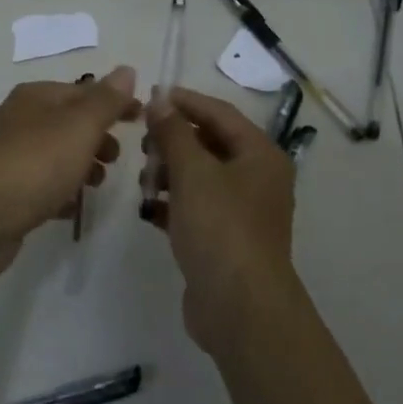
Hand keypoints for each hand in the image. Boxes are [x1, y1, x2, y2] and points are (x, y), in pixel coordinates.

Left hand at [0, 67, 140, 281]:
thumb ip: (106, 101)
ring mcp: (10, 158)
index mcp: (35, 97)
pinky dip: (60, 193)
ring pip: (55, 156)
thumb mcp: (79, 126)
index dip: (114, 103)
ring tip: (98, 184)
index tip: (142, 119)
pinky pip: (41, 187)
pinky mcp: (6, 193)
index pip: (83, 91)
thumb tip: (126, 70)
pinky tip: (72, 208)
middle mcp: (19, 121)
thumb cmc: (35, 163)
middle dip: (97, 137)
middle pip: (68, 124)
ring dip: (81, 166)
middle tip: (118, 158)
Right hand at [142, 86, 296, 349]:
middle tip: (142, 143)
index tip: (151, 96)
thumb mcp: (192, 172)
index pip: (220, 113)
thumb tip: (160, 98)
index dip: (185, 102)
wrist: (239, 307)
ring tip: (144, 181)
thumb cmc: (220, 227)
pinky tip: (149, 209)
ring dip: (170, 173)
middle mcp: (257, 178)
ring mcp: (243, 211)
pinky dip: (173, 204)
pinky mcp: (226, 239)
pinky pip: (196, 208)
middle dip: (173, 141)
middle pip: (210, 144)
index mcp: (260, 155)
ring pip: (200, 177)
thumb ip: (173, 132)